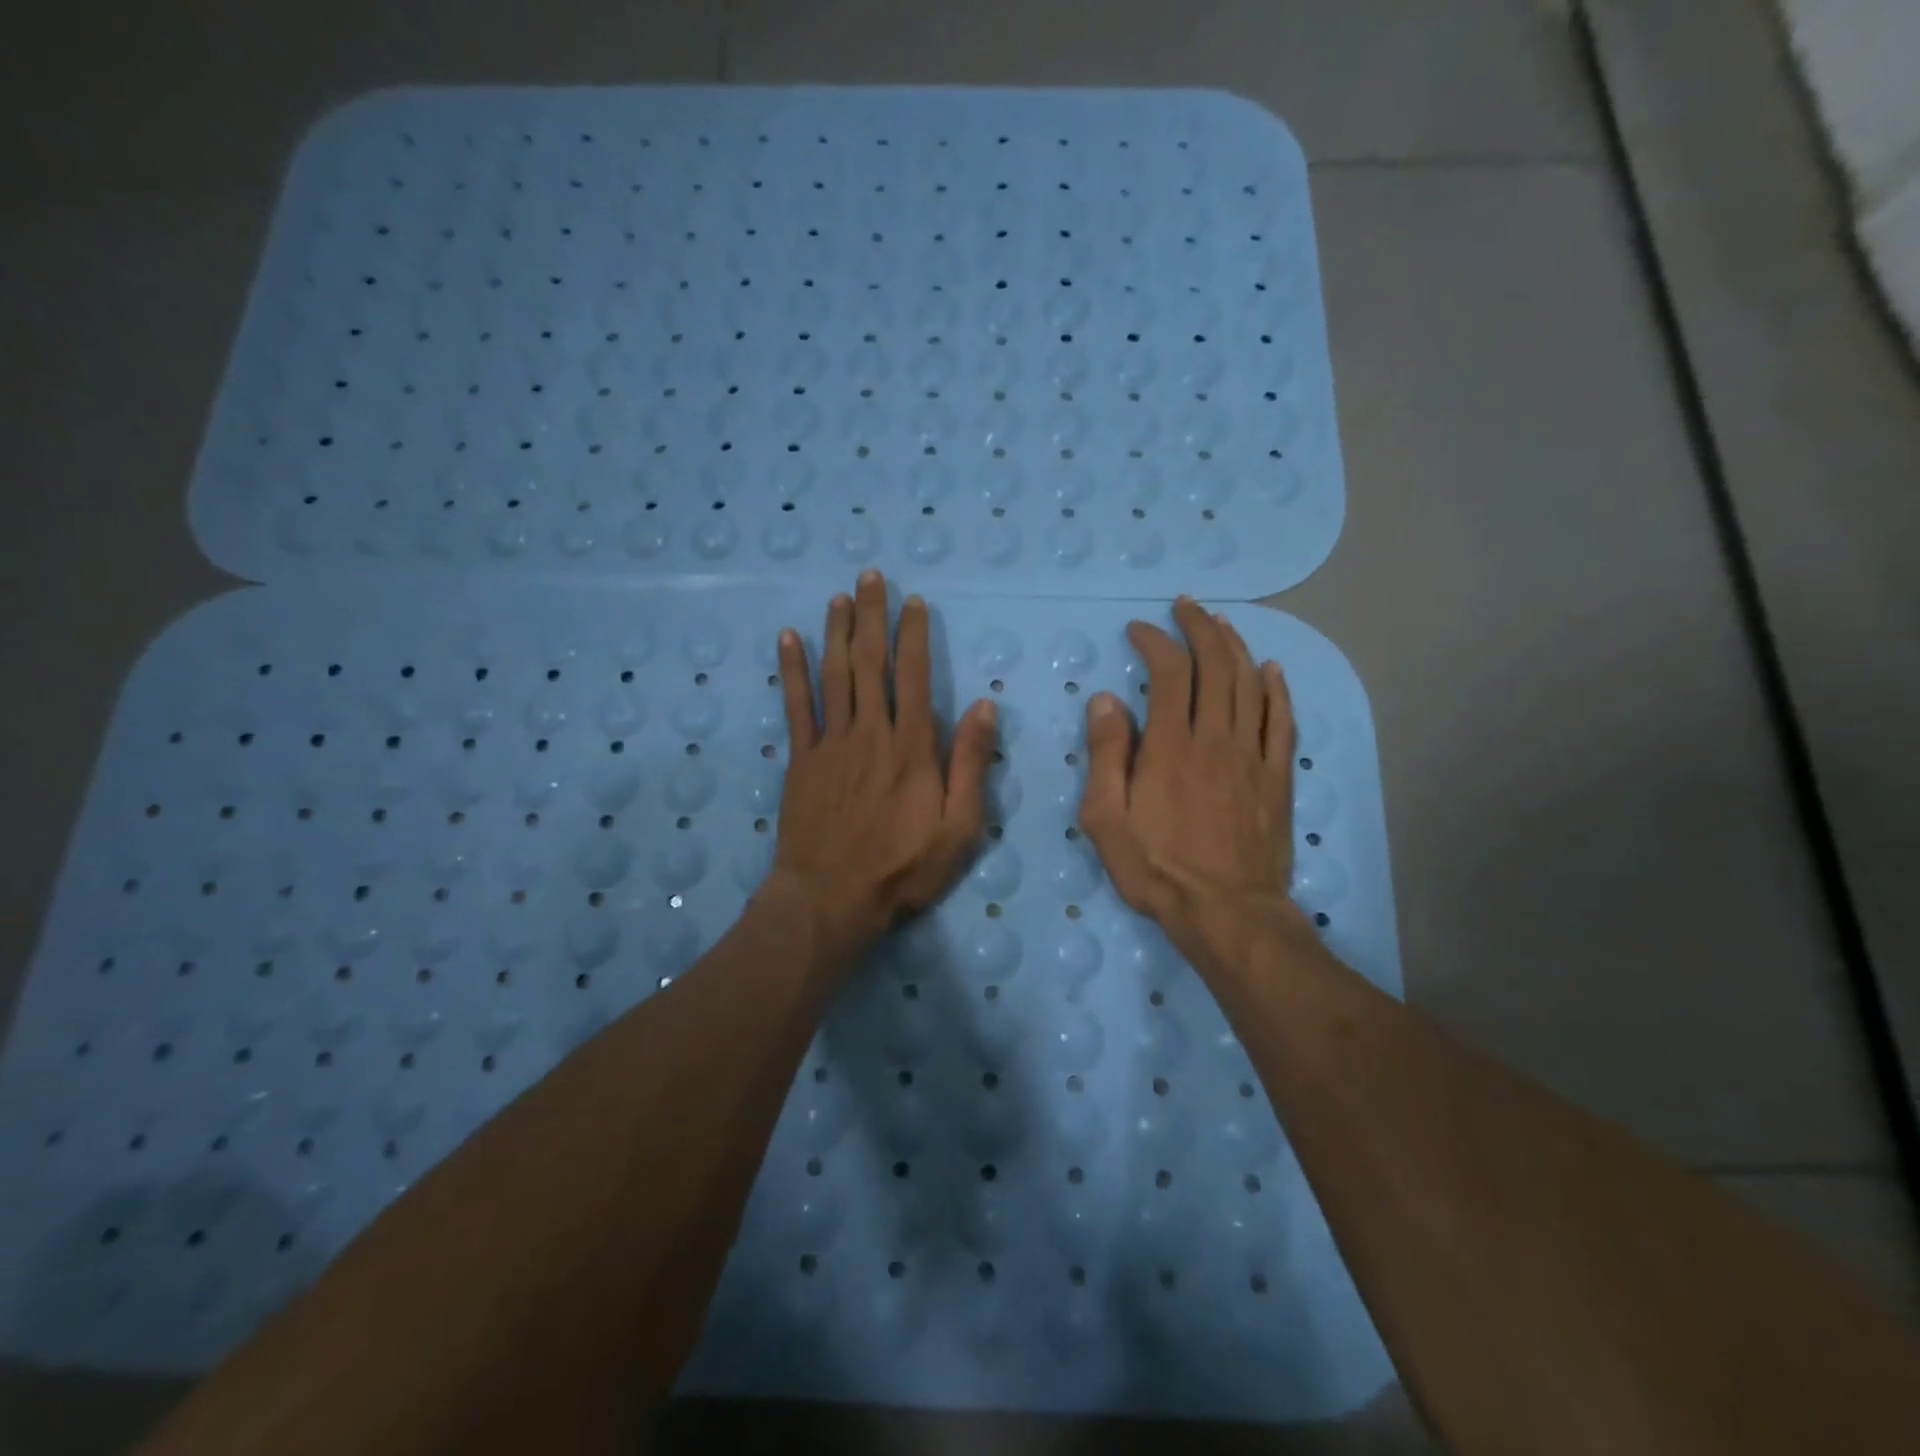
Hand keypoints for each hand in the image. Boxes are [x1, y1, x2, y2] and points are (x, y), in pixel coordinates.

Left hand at [768, 572, 998, 964]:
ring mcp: (830, 743)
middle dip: (872, 616)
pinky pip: (795, 705)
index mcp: (912, 747)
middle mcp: (870, 732)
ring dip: (836, 631)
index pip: (914, 676)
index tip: (913, 602)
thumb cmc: (903, 868)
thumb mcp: (959, 828)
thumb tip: (984, 707)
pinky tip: (787, 639)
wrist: (831, 898)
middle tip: (870, 577)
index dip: (913, 635)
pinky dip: (790, 670)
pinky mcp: (801, 759)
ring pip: (834, 674)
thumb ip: (970, 765)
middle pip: (870, 662)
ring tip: (838, 596)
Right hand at [1078, 598, 1305, 959]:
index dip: (1155, 641)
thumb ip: (1105, 755)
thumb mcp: (1105, 818)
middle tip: (1185, 607)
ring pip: (1251, 684)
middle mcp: (1216, 738)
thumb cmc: (1156, 868)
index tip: (1139, 629)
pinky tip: (1272, 669)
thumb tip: (1107, 699)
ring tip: (1221, 624)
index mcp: (1170, 745)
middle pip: (1216, 665)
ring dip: (1236, 646)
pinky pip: (1283, 721)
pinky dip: (1278, 689)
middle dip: (1200, 628)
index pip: (1169, 673)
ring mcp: (1253, 755)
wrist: (1226, 912)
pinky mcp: (1277, 777)